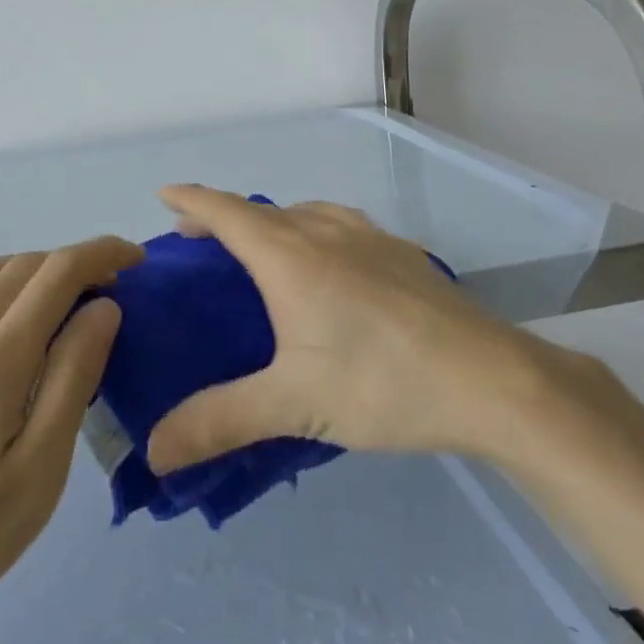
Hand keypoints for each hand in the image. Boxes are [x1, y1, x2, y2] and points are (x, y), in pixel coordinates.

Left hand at [0, 237, 138, 643]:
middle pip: (21, 267)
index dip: (101, 253)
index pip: (59, 272)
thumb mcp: (37, 474)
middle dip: (69, 264)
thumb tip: (102, 308)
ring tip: (46, 303)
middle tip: (100, 293)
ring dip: (22, 272)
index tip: (133, 260)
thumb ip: (72, 379)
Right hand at [146, 186, 531, 473]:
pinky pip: (338, 226)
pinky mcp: (401, 253)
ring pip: (304, 214)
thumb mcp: (293, 405)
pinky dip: (311, 231)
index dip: (191, 199)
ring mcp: (369, 236)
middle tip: (199, 241)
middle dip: (224, 218)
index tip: (163, 195)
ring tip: (260, 251)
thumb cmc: (382, 382)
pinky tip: (329, 266)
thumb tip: (153, 448)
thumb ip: (219, 421)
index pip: (226, 212)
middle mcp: (325, 231)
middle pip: (262, 211)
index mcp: (290, 255)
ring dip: (270, 222)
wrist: (491, 379)